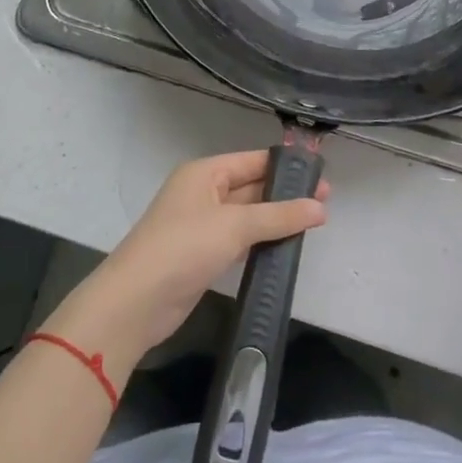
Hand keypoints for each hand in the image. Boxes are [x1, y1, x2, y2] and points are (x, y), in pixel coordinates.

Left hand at [49, 152, 329, 365]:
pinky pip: (239, 240)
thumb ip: (278, 216)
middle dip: (285, 194)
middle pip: (251, 186)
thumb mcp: (234, 226)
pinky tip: (285, 247)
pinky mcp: (202, 255)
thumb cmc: (183, 248)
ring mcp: (201, 225)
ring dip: (275, 219)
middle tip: (326, 203)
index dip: (287, 167)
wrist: (135, 302)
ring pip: (246, 215)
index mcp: (204, 173)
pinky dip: (260, 241)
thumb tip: (321, 207)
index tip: (321, 176)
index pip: (252, 160)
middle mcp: (202, 193)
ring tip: (314, 223)